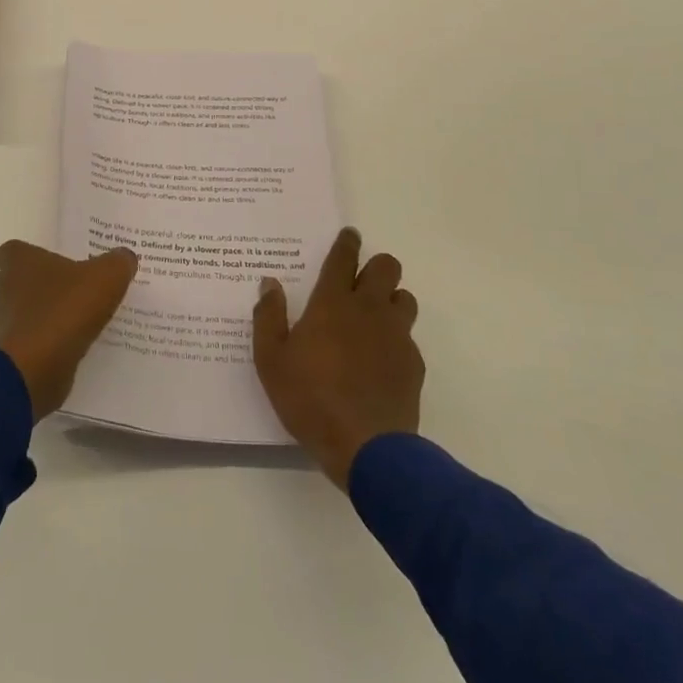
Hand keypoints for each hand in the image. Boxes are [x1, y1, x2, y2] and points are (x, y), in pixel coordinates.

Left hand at [0, 240, 138, 417]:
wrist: (33, 368)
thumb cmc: (66, 313)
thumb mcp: (106, 280)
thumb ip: (117, 263)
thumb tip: (124, 256)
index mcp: (22, 264)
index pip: (11, 251)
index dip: (26, 258)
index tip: (46, 270)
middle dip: (14, 291)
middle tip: (46, 303)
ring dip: (3, 322)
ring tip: (33, 333)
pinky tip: (24, 362)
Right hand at [253, 228, 423, 488]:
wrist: (366, 448)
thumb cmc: (309, 399)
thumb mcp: (271, 360)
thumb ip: (268, 317)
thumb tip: (269, 283)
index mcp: (332, 304)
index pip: (343, 258)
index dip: (347, 243)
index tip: (349, 235)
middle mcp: (368, 310)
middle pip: (386, 267)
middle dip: (376, 267)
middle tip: (360, 281)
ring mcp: (396, 336)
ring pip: (405, 298)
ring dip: (391, 300)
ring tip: (374, 318)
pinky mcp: (413, 364)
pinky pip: (409, 337)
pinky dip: (397, 339)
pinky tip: (381, 360)